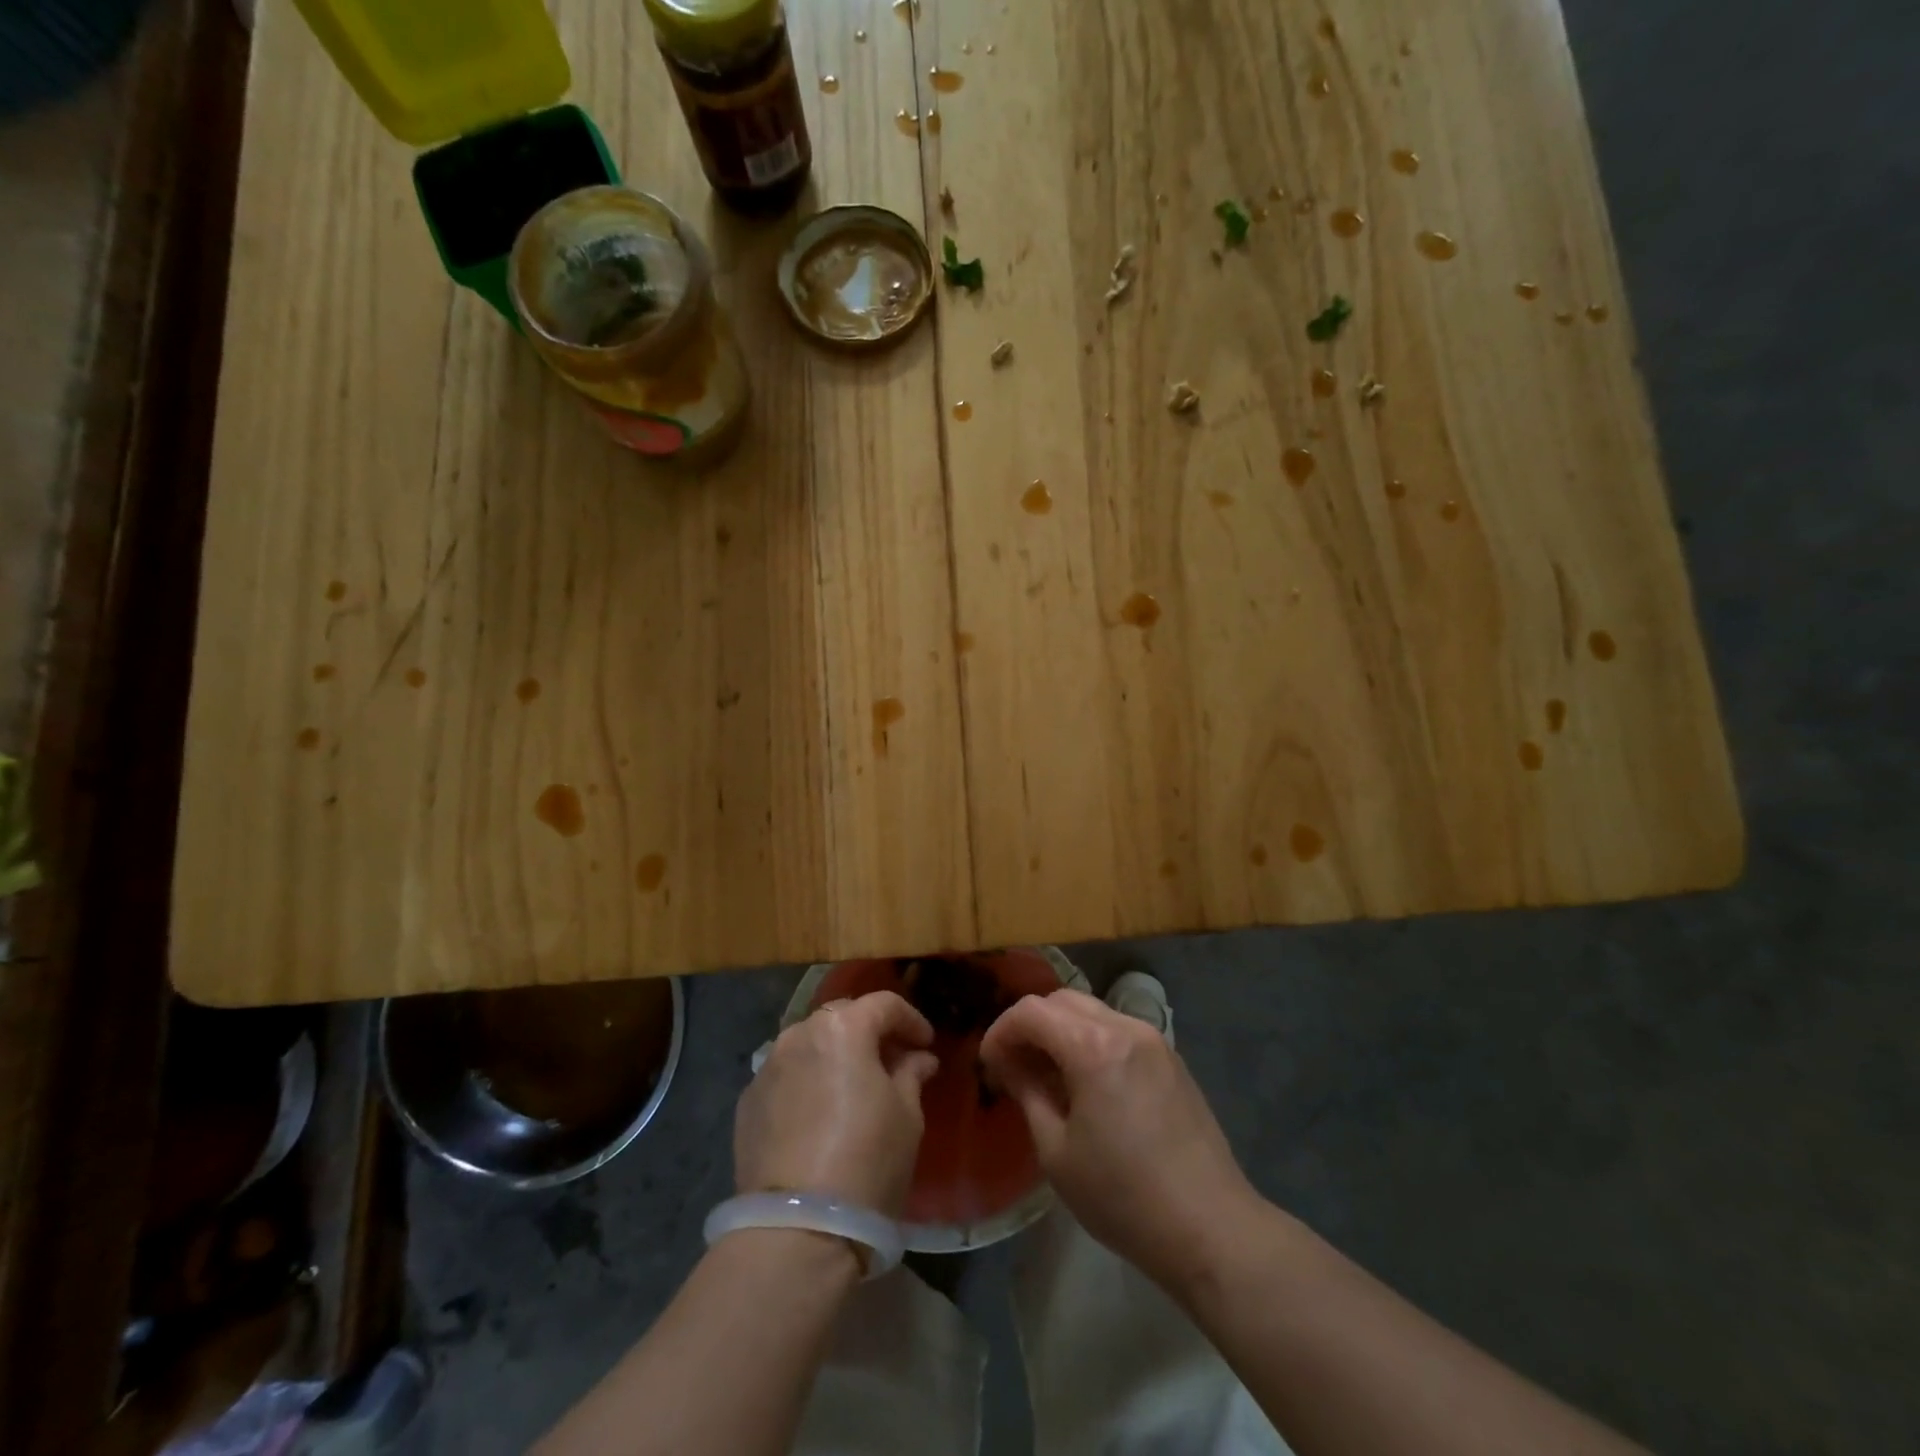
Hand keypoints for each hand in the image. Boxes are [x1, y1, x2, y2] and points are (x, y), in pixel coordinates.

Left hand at [735, 991, 938, 1215]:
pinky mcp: (747, 1103)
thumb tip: (917, 1058)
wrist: (797, 1230)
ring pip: (809, 1045)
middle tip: (892, 1060)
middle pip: (842, 1017)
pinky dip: (807, 1082)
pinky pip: (786, 1077)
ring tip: (853, 1087)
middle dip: (869, 1032)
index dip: (911, 1020)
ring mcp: (768, 1067)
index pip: (884, 1005)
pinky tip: (819, 1114)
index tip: (925, 1044)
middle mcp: (799, 1034)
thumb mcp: (907, 1116)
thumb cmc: (868, 1161)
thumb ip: (911, 1074)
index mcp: (843, 1028)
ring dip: (834, 1055)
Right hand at [980, 989, 1258, 1288]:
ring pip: (1093, 1011)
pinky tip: (1087, 1084)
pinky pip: (1119, 1031)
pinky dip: (1091, 1041)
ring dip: (1062, 1031)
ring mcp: (1154, 1040)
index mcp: (1094, 1046)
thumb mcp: (1057, 1151)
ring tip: (1048, 1076)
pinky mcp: (1172, 1058)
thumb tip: (1008, 1063)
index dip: (1001, 1031)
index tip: (989, 1064)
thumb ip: (1028, 1092)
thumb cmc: (1123, 1197)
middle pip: (1063, 1000)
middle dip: (1031, 1025)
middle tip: (1014, 1066)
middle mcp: (1125, 1027)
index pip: (1032, 1011)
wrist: (1211, 1228)